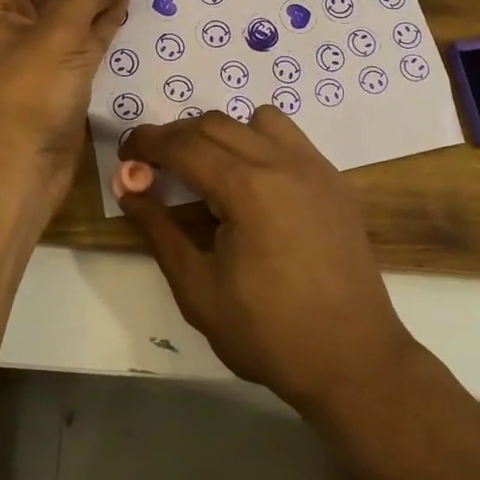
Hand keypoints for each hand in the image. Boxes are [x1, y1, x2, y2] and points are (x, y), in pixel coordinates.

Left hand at [0, 0, 145, 206]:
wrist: (20, 170)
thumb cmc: (31, 94)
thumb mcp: (60, 32)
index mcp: (2, 12)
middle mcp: (19, 30)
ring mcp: (43, 58)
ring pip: (79, 17)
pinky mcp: (64, 82)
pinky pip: (87, 44)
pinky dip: (106, 25)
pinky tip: (126, 9)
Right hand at [118, 108, 416, 414]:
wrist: (353, 359)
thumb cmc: (269, 333)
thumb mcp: (198, 289)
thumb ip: (159, 230)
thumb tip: (128, 187)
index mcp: (247, 188)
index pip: (184, 145)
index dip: (147, 143)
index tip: (125, 152)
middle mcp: (282, 162)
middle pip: (215, 123)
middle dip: (177, 136)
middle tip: (154, 164)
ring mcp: (314, 167)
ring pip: (256, 120)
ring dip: (222, 133)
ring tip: (208, 170)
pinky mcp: (334, 180)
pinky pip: (289, 138)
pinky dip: (259, 142)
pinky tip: (253, 183)